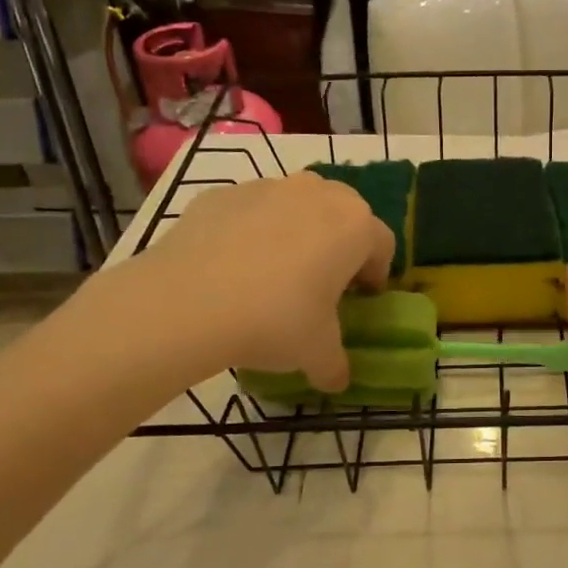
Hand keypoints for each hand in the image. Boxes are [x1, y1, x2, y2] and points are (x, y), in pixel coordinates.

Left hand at [117, 173, 393, 389]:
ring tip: (271, 277)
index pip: (382, 245)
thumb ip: (336, 365)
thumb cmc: (274, 320)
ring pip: (295, 208)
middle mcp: (317, 193)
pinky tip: (230, 271)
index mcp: (354, 225)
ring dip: (295, 235)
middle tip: (319, 285)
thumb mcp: (317, 353)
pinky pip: (250, 212)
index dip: (374, 275)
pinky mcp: (222, 194)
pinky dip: (249, 234)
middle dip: (337, 246)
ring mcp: (267, 187)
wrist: (185, 302)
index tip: (357, 301)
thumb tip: (336, 380)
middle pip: (341, 215)